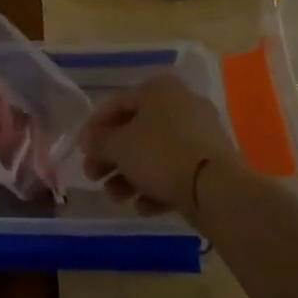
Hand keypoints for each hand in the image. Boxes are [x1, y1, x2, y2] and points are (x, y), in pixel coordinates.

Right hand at [80, 75, 236, 216]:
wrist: (216, 188)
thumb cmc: (160, 154)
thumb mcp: (119, 146)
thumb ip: (99, 141)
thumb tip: (87, 140)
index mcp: (159, 90)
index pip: (117, 103)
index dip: (94, 127)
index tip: (81, 150)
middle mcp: (181, 105)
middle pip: (136, 130)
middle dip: (111, 157)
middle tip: (93, 176)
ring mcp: (200, 135)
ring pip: (155, 154)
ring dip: (130, 176)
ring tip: (115, 197)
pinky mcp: (211, 163)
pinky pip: (176, 171)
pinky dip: (156, 187)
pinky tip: (143, 207)